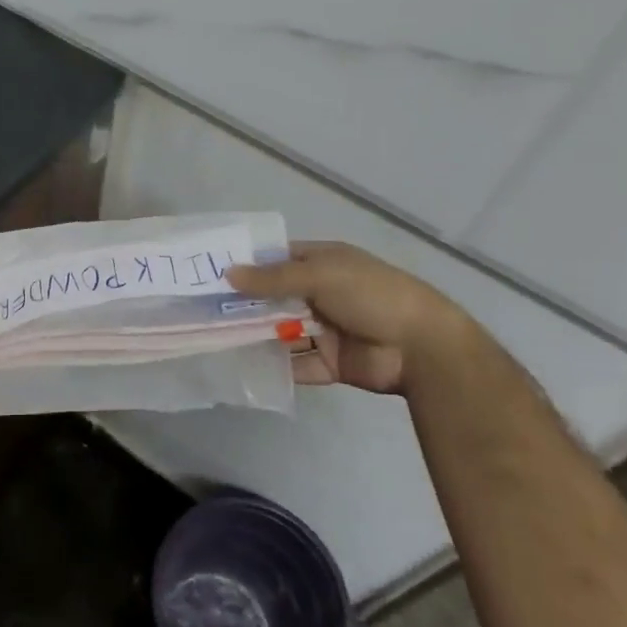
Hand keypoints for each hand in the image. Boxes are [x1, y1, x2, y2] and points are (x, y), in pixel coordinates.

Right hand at [227, 241, 474, 394]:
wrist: (421, 346)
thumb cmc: (371, 295)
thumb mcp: (320, 275)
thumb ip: (274, 278)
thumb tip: (229, 273)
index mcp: (323, 264)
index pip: (279, 259)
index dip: (250, 265)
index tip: (214, 271)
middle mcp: (321, 294)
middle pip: (276, 297)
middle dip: (247, 303)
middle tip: (205, 310)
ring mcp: (325, 329)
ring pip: (282, 331)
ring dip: (257, 335)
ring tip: (216, 339)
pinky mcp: (330, 363)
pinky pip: (297, 364)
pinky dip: (276, 366)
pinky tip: (246, 366)